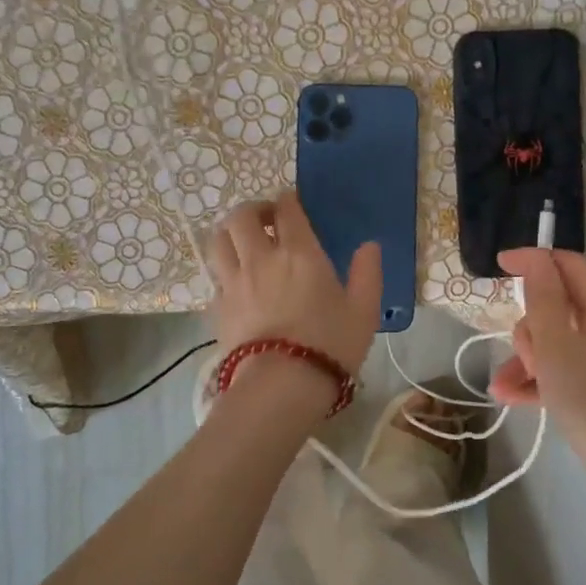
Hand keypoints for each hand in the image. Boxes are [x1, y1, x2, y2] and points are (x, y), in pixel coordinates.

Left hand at [207, 192, 380, 405]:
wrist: (282, 385)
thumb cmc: (331, 345)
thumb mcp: (364, 311)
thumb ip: (367, 274)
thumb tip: (369, 246)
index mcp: (299, 253)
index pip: (287, 210)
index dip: (288, 200)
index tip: (292, 203)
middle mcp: (261, 258)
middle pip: (241, 217)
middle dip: (253, 210)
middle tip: (267, 220)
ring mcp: (234, 282)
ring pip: (219, 241)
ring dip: (230, 234)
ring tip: (243, 243)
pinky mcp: (218, 307)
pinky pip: (216, 277)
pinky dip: (225, 271)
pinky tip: (237, 283)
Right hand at [491, 248, 585, 524]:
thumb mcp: (556, 346)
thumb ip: (542, 298)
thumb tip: (534, 258)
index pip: (566, 264)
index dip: (532, 260)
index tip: (497, 267)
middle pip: (556, 305)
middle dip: (528, 327)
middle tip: (525, 357)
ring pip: (554, 341)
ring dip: (525, 358)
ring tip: (502, 387)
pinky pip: (562, 369)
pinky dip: (538, 379)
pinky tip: (510, 397)